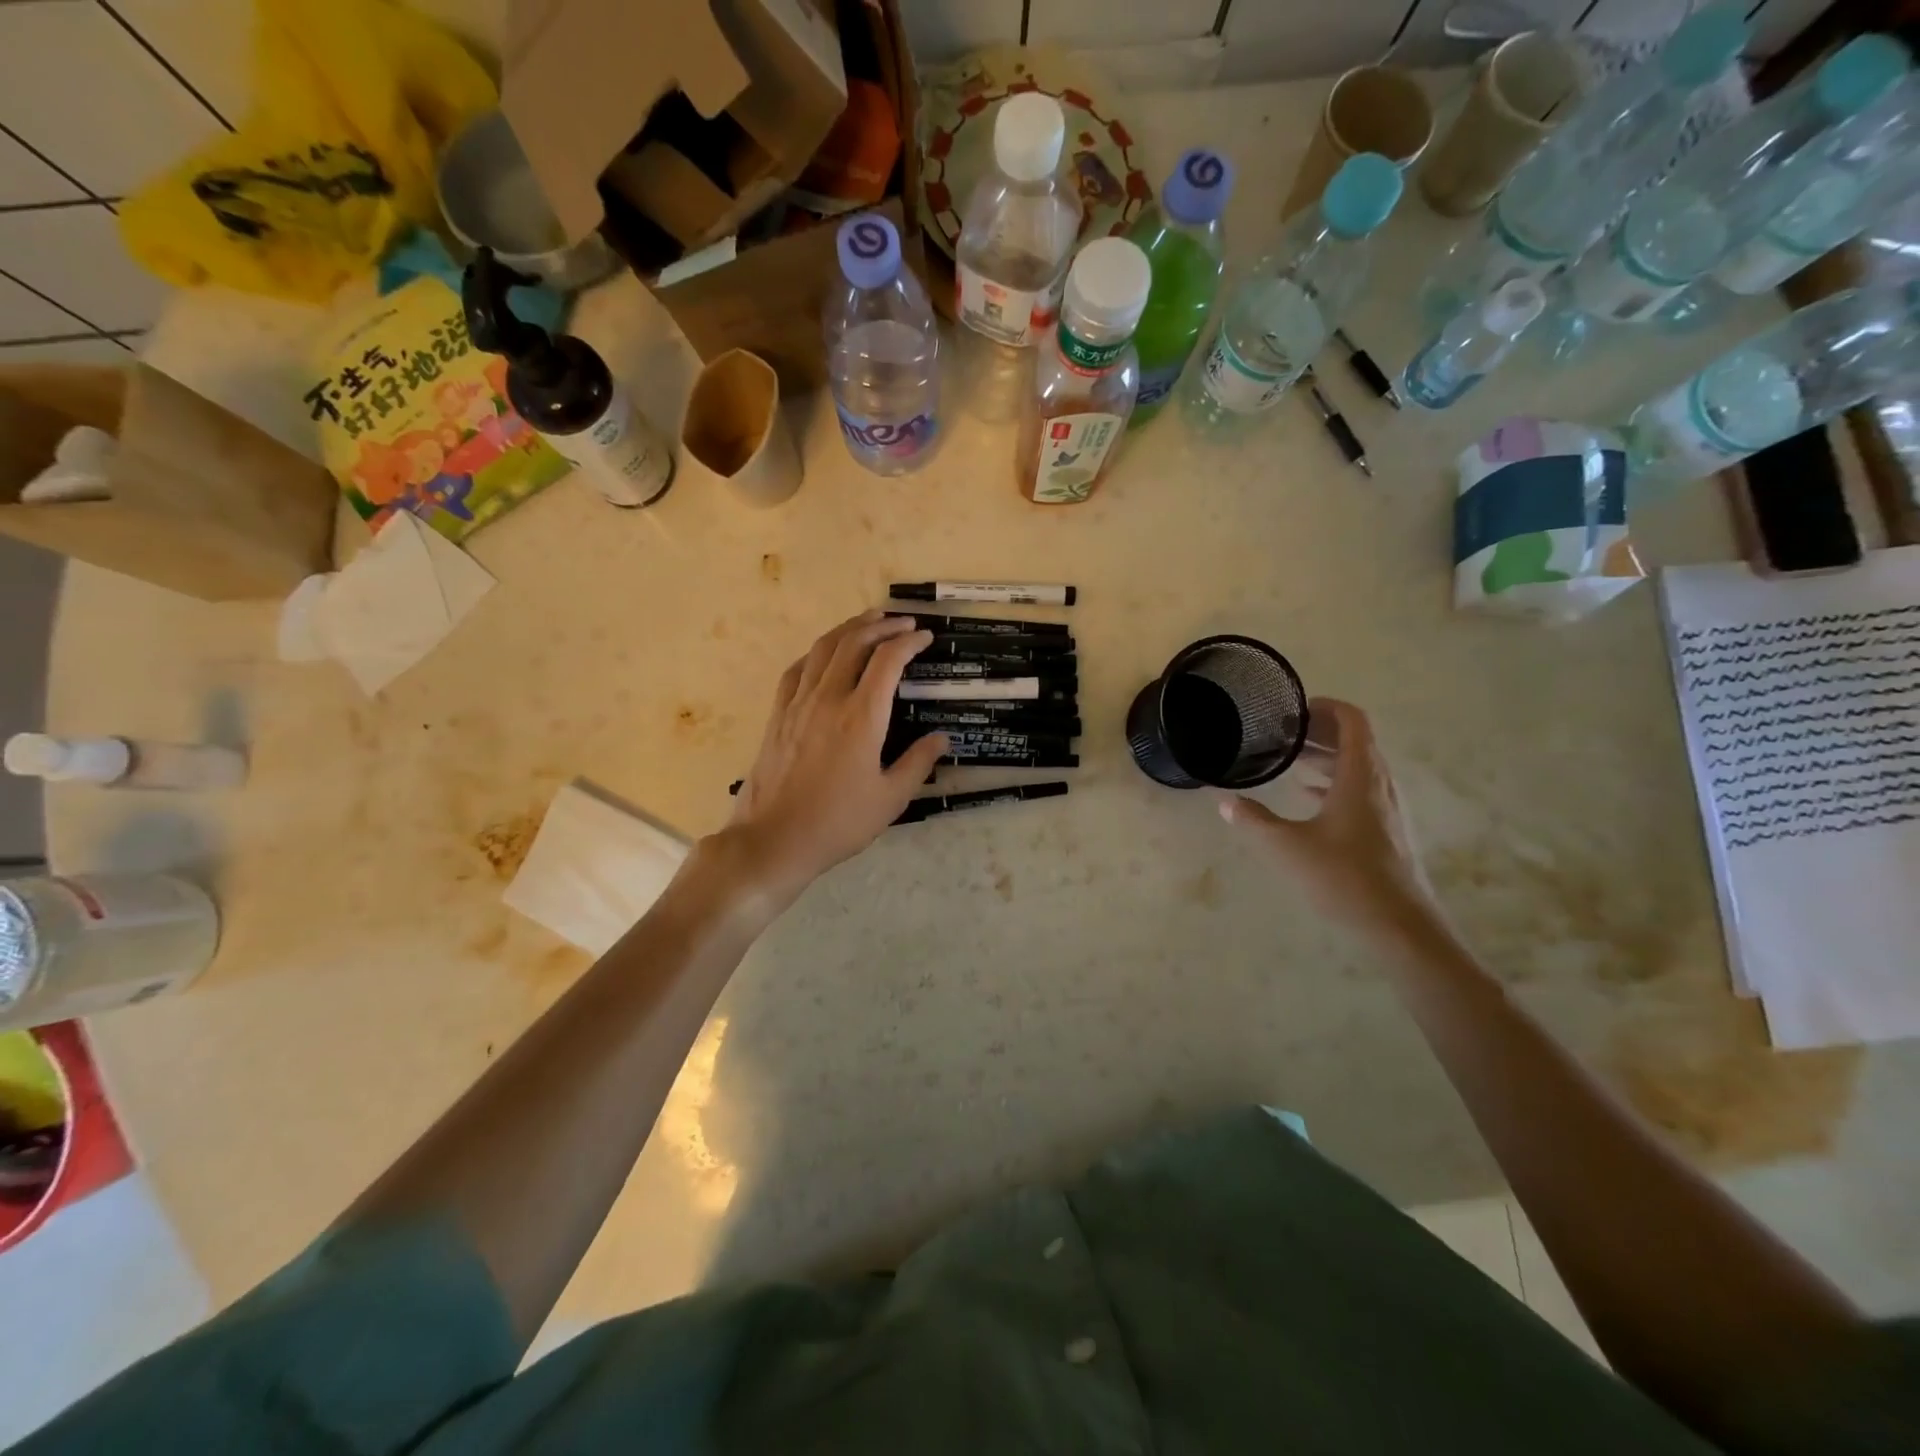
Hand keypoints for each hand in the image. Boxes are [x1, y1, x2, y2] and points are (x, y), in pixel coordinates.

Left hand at [724, 611, 947, 903]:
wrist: (774, 839)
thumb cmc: (838, 822)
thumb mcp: (890, 799)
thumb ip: (918, 763)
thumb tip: (941, 738)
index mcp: (861, 717)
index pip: (888, 660)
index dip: (909, 642)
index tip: (925, 637)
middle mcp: (829, 699)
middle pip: (854, 643)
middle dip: (882, 625)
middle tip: (903, 622)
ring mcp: (798, 703)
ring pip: (823, 648)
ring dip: (849, 628)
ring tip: (868, 620)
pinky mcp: (778, 714)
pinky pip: (798, 669)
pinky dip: (817, 652)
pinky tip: (825, 654)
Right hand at [1217, 699, 1438, 939]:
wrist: (1400, 926)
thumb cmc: (1345, 877)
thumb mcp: (1288, 847)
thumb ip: (1254, 821)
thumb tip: (1224, 802)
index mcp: (1360, 776)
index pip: (1353, 721)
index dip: (1326, 707)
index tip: (1294, 708)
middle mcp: (1379, 784)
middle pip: (1356, 741)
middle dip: (1320, 731)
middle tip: (1283, 732)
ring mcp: (1386, 808)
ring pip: (1358, 766)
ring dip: (1327, 756)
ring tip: (1291, 758)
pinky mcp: (1386, 830)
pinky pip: (1360, 789)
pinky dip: (1335, 781)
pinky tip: (1310, 796)